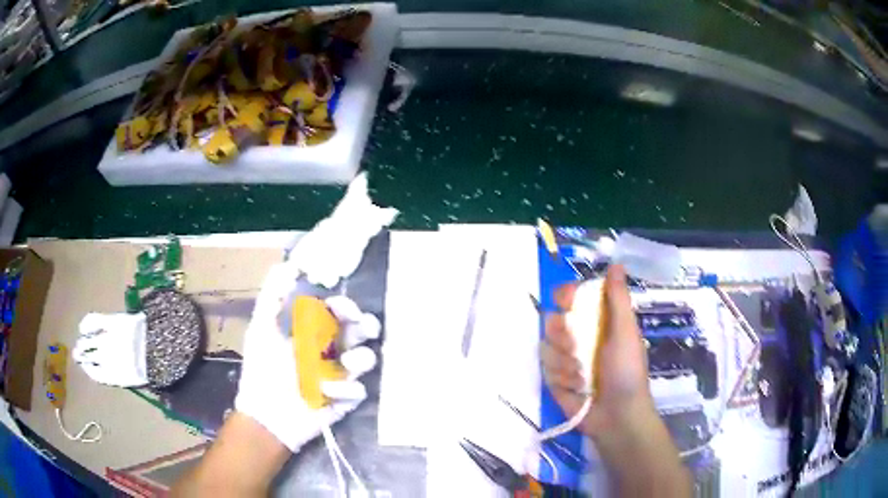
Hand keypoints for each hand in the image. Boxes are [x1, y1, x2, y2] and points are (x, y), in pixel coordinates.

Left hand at [234, 262, 379, 451]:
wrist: (265, 415)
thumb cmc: (261, 370)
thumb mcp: (261, 329)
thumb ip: (272, 297)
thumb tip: (287, 265)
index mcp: (313, 333)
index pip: (338, 313)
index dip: (344, 306)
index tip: (340, 306)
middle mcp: (330, 351)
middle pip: (360, 333)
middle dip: (366, 326)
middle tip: (363, 327)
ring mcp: (340, 375)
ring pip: (366, 360)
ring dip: (361, 358)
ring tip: (347, 364)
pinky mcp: (345, 400)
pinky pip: (359, 391)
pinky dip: (346, 390)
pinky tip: (325, 393)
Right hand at [541, 265, 691, 495]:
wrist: (616, 416)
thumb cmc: (627, 371)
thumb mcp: (626, 332)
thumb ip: (617, 298)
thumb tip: (616, 263)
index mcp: (597, 319)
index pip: (571, 295)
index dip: (566, 296)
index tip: (569, 304)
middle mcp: (579, 334)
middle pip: (552, 319)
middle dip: (564, 335)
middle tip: (579, 348)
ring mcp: (565, 357)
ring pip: (546, 345)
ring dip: (566, 363)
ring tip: (584, 377)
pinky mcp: (554, 378)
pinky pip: (545, 368)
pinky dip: (562, 379)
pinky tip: (577, 389)